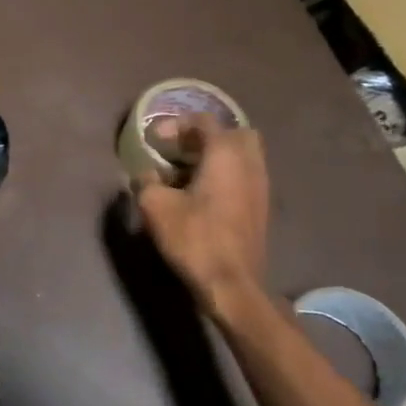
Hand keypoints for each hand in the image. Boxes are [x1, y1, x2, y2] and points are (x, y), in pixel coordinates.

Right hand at [135, 113, 268, 320]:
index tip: (154, 141)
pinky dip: (224, 175)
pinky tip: (200, 194)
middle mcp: (249, 164)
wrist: (231, 284)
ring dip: (215, 157)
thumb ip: (146, 180)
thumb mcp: (155, 205)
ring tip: (186, 173)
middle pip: (233, 133)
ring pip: (242, 156)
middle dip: (204, 136)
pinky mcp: (260, 208)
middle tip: (179, 150)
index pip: (204, 121)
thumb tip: (144, 173)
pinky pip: (244, 176)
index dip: (176, 124)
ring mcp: (260, 187)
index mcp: (225, 155)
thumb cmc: (194, 237)